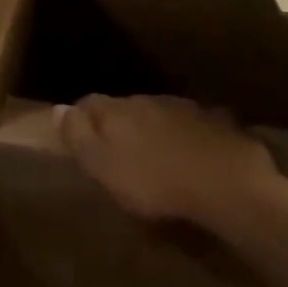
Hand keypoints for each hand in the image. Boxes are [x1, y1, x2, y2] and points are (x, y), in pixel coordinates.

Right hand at [59, 95, 284, 231]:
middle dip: (119, 124)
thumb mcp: (105, 167)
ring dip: (154, 129)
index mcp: (118, 111)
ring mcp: (186, 108)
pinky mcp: (218, 123)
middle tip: (118, 151)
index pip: (89, 103)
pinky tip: (192, 155)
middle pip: (126, 107)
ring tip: (156, 155)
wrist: (229, 186)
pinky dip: (186, 137)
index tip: (79, 138)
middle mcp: (150, 100)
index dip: (81, 119)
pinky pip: (193, 125)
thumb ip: (79, 137)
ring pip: (160, 114)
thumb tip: (57, 108)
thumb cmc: (156, 183)